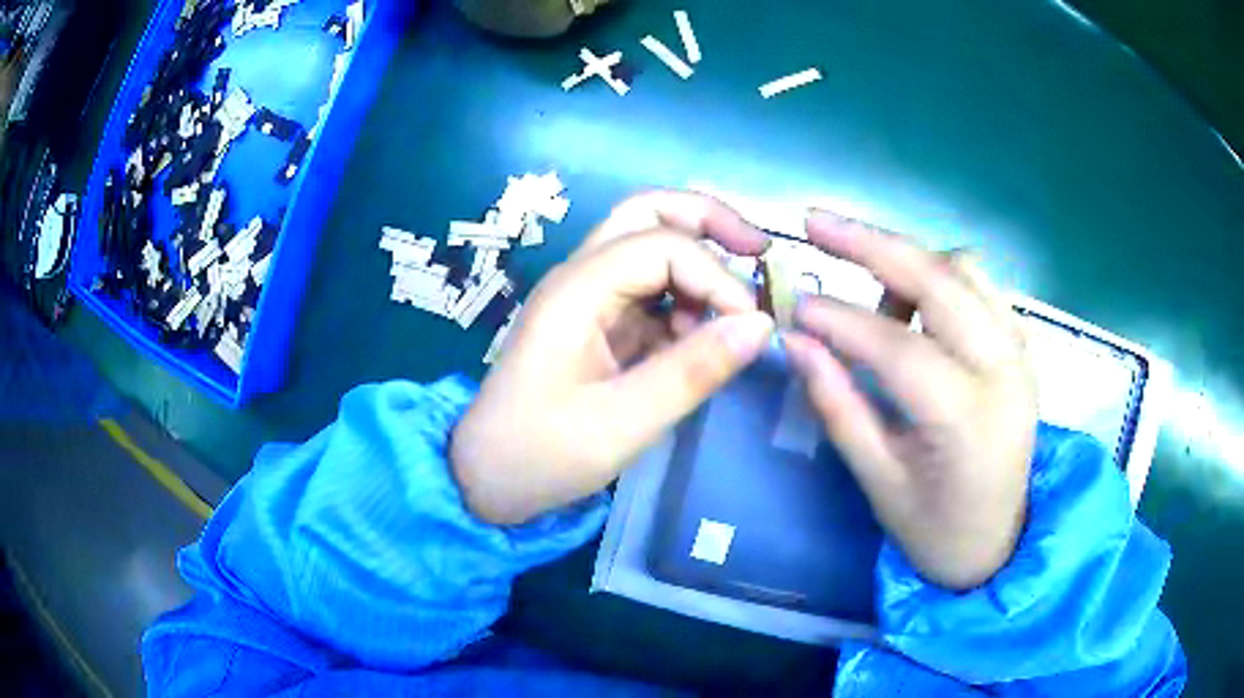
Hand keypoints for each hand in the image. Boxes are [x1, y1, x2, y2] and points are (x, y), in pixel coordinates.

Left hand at [451, 192, 774, 524]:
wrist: (488, 478)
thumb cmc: (543, 455)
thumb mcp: (623, 423)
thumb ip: (693, 371)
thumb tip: (761, 325)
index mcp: (578, 290)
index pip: (664, 246)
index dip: (717, 277)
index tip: (752, 327)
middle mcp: (581, 276)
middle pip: (648, 213)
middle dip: (710, 222)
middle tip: (759, 253)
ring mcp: (587, 296)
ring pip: (649, 243)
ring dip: (698, 261)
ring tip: (732, 310)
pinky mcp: (596, 321)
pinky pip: (649, 289)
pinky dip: (685, 300)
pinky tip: (701, 338)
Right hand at [783, 212, 1036, 589]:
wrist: (998, 543)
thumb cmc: (934, 528)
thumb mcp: (877, 480)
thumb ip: (838, 405)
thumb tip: (796, 341)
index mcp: (968, 418)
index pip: (898, 346)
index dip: (840, 320)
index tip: (792, 306)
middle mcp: (1004, 370)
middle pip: (939, 279)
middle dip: (872, 243)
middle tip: (815, 224)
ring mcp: (1020, 352)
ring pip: (964, 269)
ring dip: (910, 261)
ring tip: (872, 290)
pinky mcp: (1022, 347)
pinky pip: (981, 286)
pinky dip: (941, 276)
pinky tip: (914, 297)